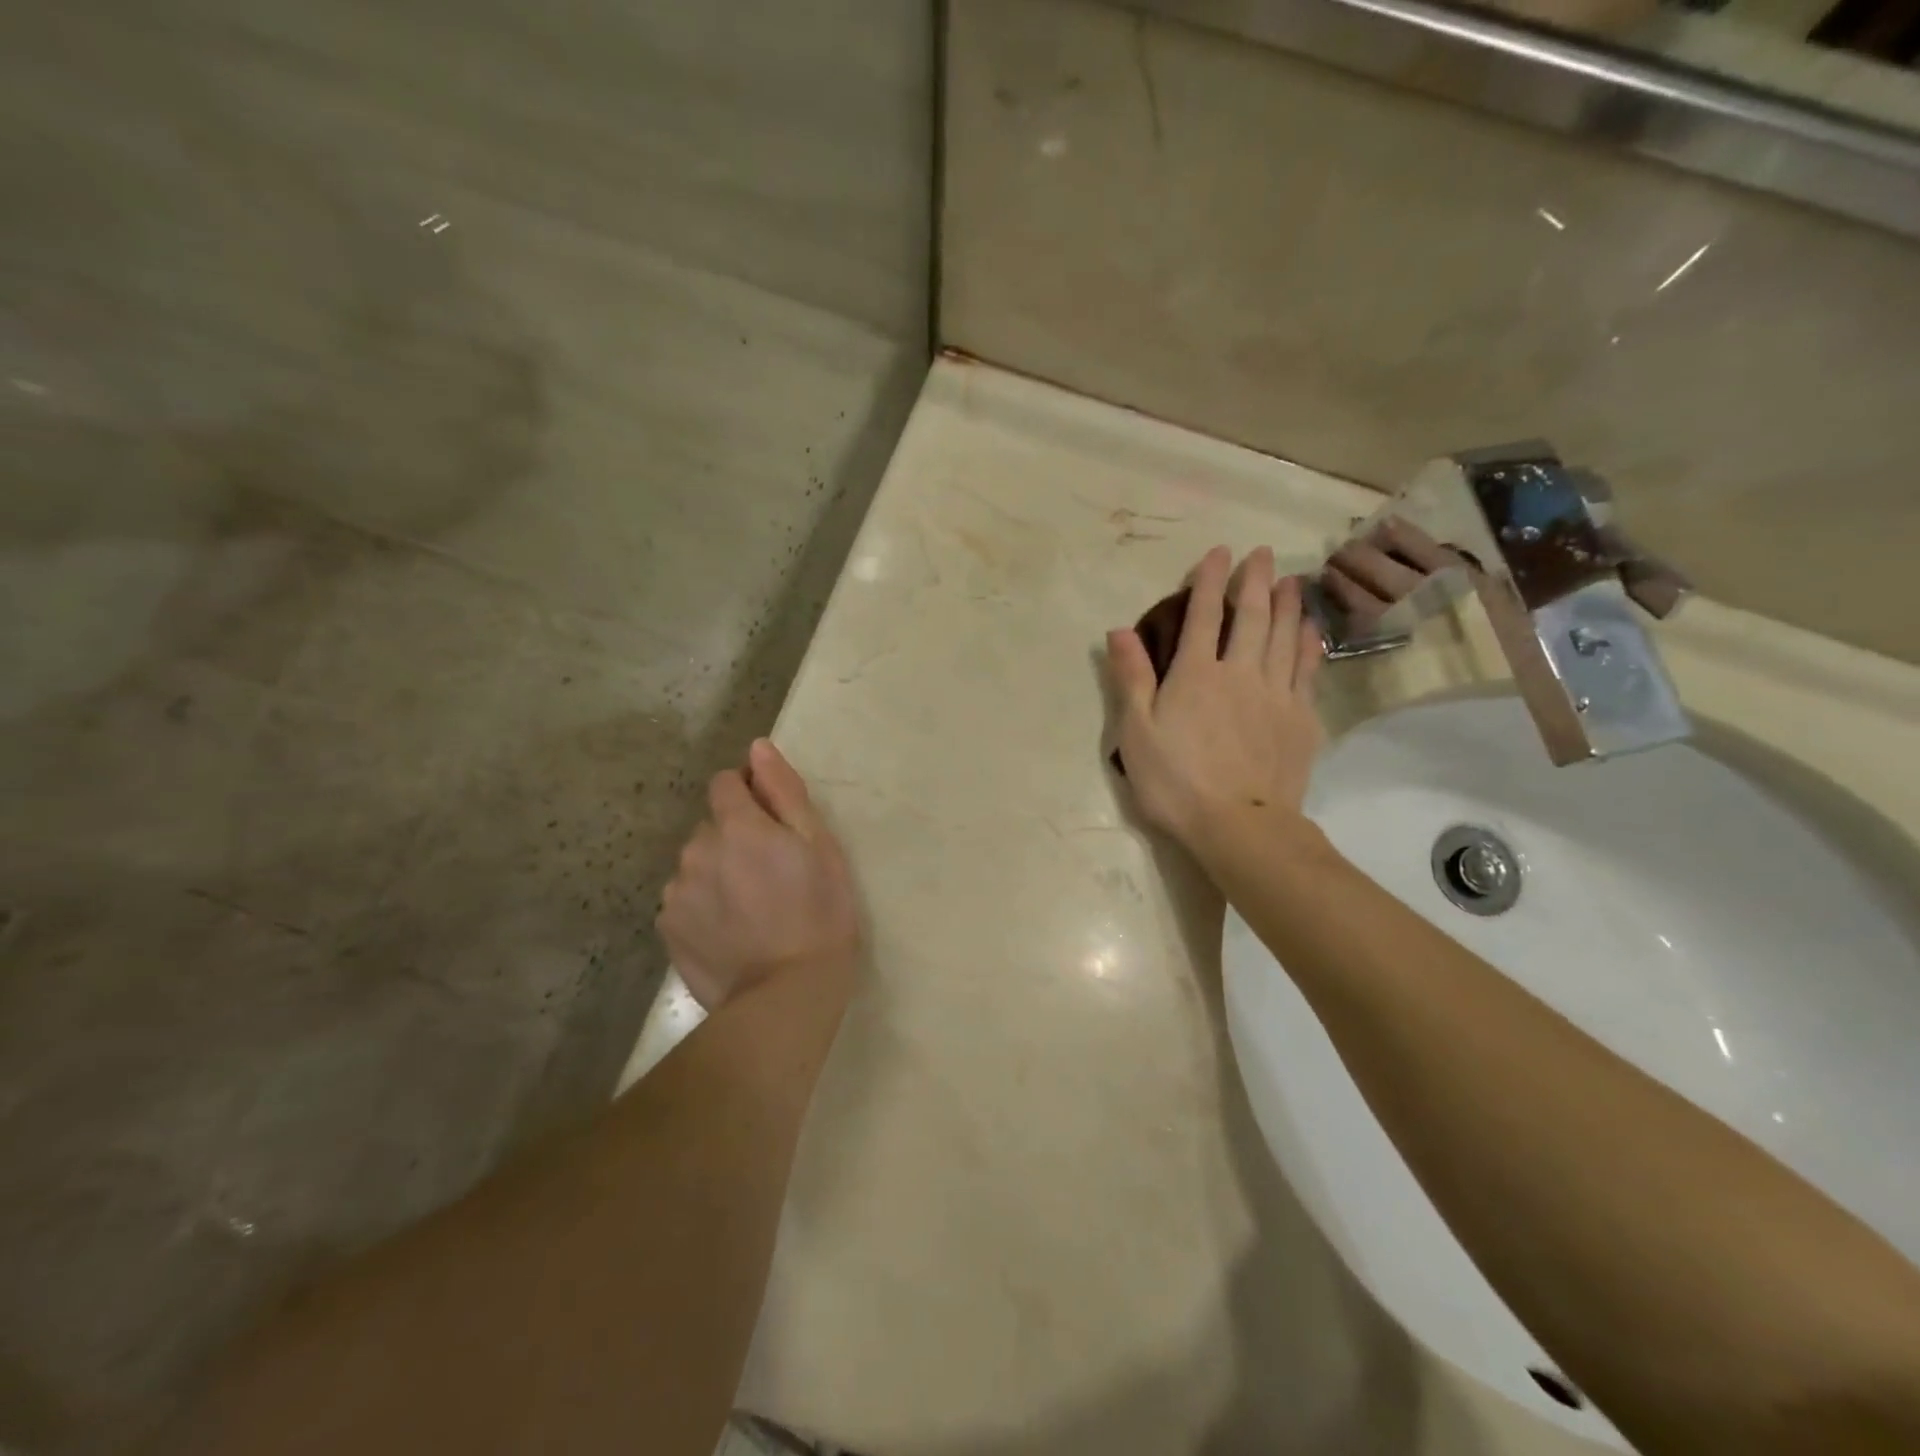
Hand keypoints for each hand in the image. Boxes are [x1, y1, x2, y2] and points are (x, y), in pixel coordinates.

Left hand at [658, 739, 860, 1011]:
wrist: (786, 997)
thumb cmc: (820, 914)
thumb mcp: (820, 846)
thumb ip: (784, 792)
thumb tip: (757, 747)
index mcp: (737, 826)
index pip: (726, 782)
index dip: (749, 793)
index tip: (773, 821)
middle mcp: (697, 850)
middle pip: (712, 826)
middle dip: (735, 837)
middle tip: (771, 874)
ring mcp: (677, 892)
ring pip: (696, 864)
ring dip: (717, 871)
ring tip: (751, 908)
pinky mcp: (667, 928)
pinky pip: (684, 900)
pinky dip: (703, 906)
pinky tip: (730, 931)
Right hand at [1107, 546, 1324, 855]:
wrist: (1240, 826)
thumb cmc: (1176, 782)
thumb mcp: (1136, 733)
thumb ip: (1131, 678)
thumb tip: (1119, 630)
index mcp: (1196, 675)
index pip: (1203, 616)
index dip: (1209, 581)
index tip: (1218, 552)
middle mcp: (1240, 673)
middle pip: (1252, 617)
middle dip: (1255, 581)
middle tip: (1262, 553)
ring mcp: (1276, 695)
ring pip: (1285, 637)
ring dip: (1288, 605)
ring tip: (1290, 580)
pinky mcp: (1300, 719)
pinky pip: (1307, 671)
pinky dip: (1308, 646)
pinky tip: (1311, 632)